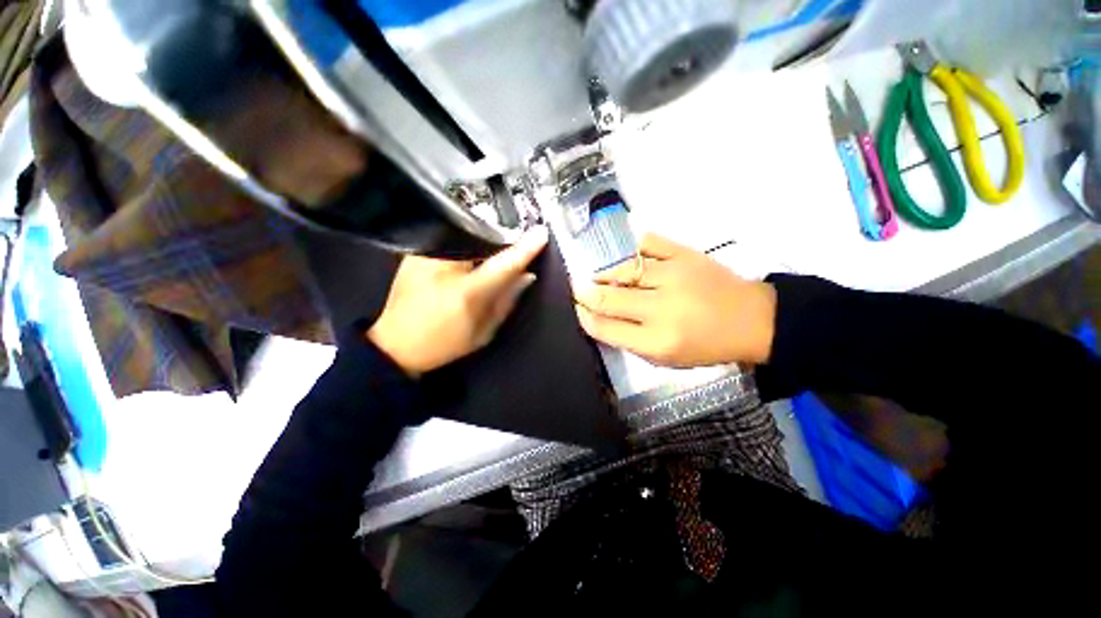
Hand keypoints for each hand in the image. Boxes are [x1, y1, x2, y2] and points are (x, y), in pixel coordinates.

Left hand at [368, 227, 548, 375]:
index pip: (503, 263)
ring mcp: (426, 255)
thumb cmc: (443, 344)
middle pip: (484, 242)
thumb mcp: (484, 332)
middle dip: (503, 242)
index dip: (525, 248)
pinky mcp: (415, 253)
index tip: (541, 233)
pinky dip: (466, 244)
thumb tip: (527, 276)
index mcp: (466, 292)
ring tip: (491, 250)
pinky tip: (469, 255)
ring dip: (484, 242)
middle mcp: (444, 266)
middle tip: (514, 246)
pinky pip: (451, 240)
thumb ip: (507, 301)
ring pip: (467, 237)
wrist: (395, 345)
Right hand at [574, 233, 775, 367]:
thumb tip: (596, 317)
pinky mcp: (685, 254)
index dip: (584, 316)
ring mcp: (674, 277)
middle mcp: (662, 309)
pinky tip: (629, 259)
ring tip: (602, 277)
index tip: (578, 308)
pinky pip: (647, 244)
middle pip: (607, 298)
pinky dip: (632, 251)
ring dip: (605, 274)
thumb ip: (628, 340)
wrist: (751, 320)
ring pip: (622, 270)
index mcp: (657, 342)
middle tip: (578, 289)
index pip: (604, 327)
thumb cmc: (705, 345)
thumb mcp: (665, 358)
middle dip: (585, 293)